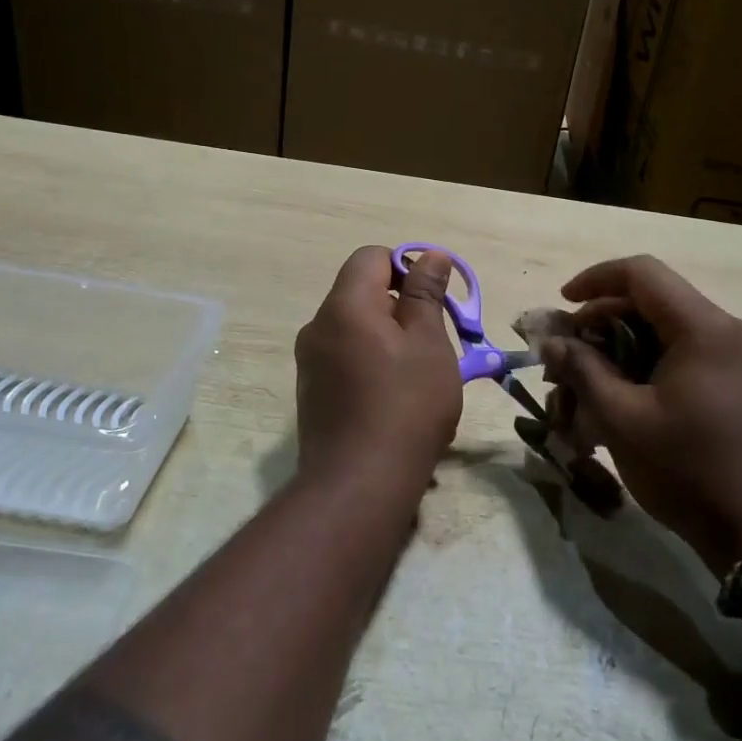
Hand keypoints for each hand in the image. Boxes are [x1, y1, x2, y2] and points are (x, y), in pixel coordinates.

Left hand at [293, 246, 463, 492]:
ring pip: (354, 327)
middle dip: (399, 307)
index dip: (405, 268)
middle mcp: (318, 325)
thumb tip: (430, 255)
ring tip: (416, 374)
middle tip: (432, 342)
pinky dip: (368, 361)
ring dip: (386, 336)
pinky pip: (343, 356)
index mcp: (345, 305)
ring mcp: (309, 361)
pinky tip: (391, 398)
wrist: (359, 485)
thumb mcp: (429, 343)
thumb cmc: (406, 405)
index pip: (372, 257)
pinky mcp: (310, 391)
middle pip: (361, 292)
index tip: (432, 302)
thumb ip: (426, 294)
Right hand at [541, 255, 741, 573]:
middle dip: (602, 322)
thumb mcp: (623, 419)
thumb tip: (551, 341)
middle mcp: (727, 330)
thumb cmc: (689, 471)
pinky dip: (647, 366)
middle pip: (652, 302)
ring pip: (665, 331)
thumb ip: (583, 369)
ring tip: (586, 384)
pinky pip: (684, 355)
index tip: (562, 305)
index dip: (595, 280)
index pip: (642, 274)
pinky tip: (620, 398)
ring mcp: (738, 357)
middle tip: (567, 356)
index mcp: (704, 328)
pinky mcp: (740, 382)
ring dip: (621, 348)